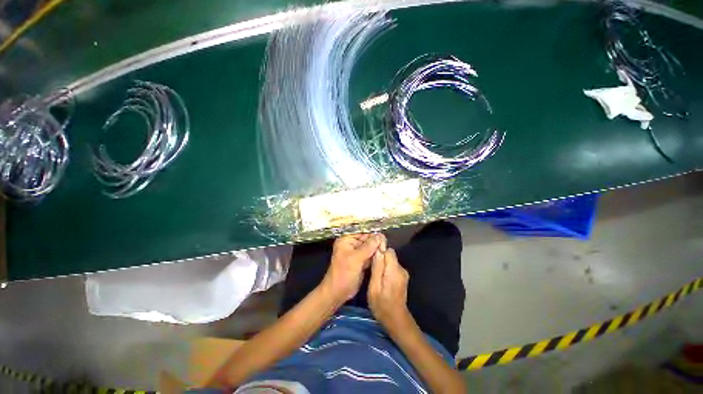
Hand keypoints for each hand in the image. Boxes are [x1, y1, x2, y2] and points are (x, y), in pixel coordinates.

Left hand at [320, 233, 384, 304]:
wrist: (338, 292)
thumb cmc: (344, 273)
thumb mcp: (356, 258)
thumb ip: (368, 247)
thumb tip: (380, 236)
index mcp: (346, 240)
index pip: (361, 231)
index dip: (372, 233)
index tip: (383, 236)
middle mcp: (351, 244)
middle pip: (366, 239)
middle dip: (376, 241)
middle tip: (385, 244)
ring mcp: (356, 253)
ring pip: (370, 247)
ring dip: (377, 248)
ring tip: (385, 249)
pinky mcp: (361, 261)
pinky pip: (370, 255)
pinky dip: (376, 255)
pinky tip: (382, 255)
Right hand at [368, 247, 411, 330]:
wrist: (396, 320)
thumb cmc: (382, 305)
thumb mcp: (374, 287)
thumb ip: (377, 267)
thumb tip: (378, 250)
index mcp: (394, 270)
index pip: (388, 250)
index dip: (379, 251)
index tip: (371, 257)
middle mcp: (401, 269)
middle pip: (390, 255)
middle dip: (380, 258)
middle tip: (371, 268)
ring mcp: (403, 273)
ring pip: (390, 261)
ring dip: (382, 265)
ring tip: (374, 275)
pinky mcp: (402, 277)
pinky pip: (392, 267)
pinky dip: (386, 270)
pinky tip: (381, 279)